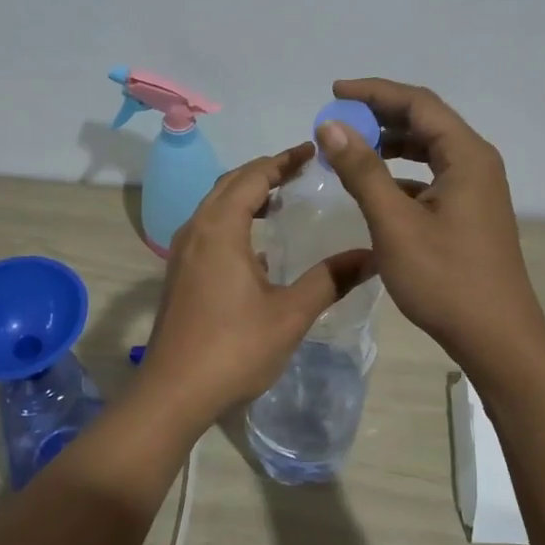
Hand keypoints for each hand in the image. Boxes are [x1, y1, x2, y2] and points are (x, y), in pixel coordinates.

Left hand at [142, 145, 377, 423]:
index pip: (253, 176)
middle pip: (230, 184)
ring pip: (215, 206)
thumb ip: (330, 279)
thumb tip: (372, 255)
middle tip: (301, 170)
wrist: (173, 393)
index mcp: (220, 229)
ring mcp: (183, 253)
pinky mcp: (179, 273)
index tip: (312, 151)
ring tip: (281, 200)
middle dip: (264, 171)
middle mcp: (196, 230)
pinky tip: (258, 246)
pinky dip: (233, 220)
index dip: (282, 160)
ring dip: (246, 195)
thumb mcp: (290, 314)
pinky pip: (208, 229)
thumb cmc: (233, 349)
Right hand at [314, 78, 544, 367]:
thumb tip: (330, 126)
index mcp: (466, 156)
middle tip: (337, 121)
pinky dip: (400, 173)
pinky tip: (374, 189)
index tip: (334, 92)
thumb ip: (362, 171)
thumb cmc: (446, 279)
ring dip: (389, 144)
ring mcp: (476, 190)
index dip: (374, 92)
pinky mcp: (469, 213)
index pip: (418, 103)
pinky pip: (431, 177)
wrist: (497, 339)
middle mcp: (476, 163)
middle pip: (425, 121)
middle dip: (379, 116)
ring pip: (428, 150)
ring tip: (349, 150)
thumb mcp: (395, 223)